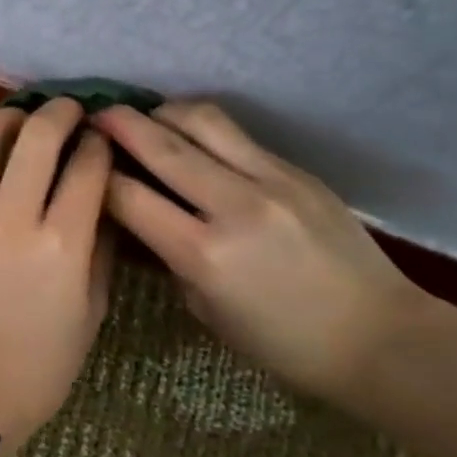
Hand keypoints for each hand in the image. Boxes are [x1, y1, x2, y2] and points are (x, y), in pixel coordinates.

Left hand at [0, 99, 114, 456]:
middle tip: (70, 110)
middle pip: (37, 134)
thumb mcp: (92, 308)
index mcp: (62, 242)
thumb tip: (99, 198)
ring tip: (24, 121)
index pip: (87, 164)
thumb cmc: (45, 362)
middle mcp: (13, 219)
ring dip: (10, 118)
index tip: (103, 139)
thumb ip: (99, 244)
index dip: (100, 142)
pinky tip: (0, 195)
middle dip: (60, 111)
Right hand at [92, 102, 431, 399]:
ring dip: (165, 112)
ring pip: (204, 121)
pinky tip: (191, 138)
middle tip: (95, 114)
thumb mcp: (206, 310)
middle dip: (120, 124)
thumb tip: (143, 221)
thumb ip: (170, 259)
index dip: (97, 178)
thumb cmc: (282, 344)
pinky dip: (203, 129)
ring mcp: (273, 180)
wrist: (376, 337)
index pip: (130, 198)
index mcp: (204, 254)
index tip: (80, 165)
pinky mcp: (298, 172)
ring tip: (146, 117)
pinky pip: (239, 136)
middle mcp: (234, 206)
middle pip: (163, 146)